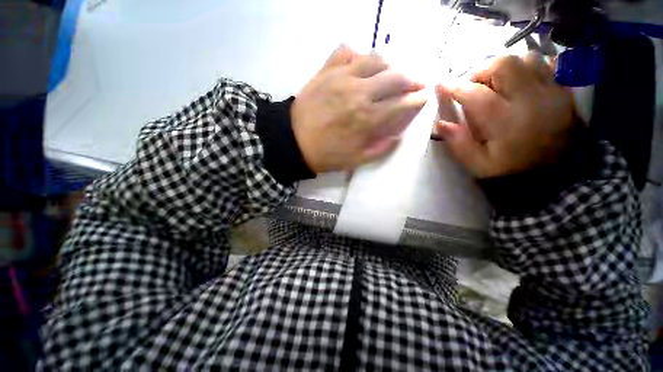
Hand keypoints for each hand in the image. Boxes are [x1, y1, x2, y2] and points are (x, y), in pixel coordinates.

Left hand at [291, 45, 426, 172]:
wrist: (293, 141)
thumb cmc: (326, 154)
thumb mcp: (356, 160)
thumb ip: (380, 149)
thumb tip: (398, 135)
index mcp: (368, 119)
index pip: (402, 103)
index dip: (417, 100)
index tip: (422, 98)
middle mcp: (360, 93)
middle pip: (395, 77)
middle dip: (412, 79)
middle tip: (415, 83)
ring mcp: (342, 77)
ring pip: (375, 59)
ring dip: (390, 65)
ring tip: (391, 73)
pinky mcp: (326, 70)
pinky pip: (345, 51)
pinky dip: (357, 54)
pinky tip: (359, 64)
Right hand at [436, 53, 577, 177]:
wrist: (557, 173)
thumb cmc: (510, 169)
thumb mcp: (477, 164)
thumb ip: (458, 143)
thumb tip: (440, 123)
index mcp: (505, 122)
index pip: (476, 95)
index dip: (454, 87)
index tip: (440, 85)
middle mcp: (530, 101)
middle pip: (504, 65)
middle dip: (482, 72)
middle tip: (474, 87)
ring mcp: (551, 93)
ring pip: (526, 59)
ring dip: (505, 68)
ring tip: (497, 85)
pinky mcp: (564, 91)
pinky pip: (546, 65)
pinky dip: (527, 69)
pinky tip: (518, 84)